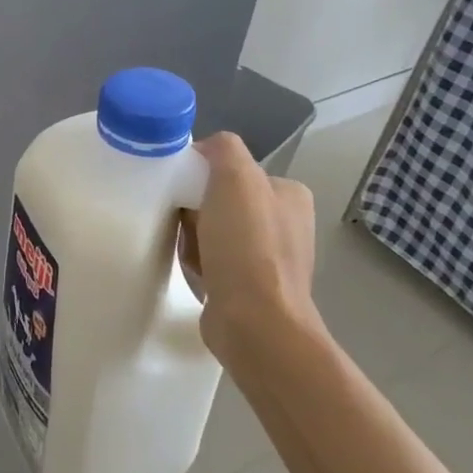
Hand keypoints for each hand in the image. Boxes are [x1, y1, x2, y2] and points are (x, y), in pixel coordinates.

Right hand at [178, 132, 319, 362]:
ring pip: (213, 232)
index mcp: (290, 194)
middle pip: (221, 200)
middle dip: (196, 210)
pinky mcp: (251, 289)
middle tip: (183, 223)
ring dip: (194, 238)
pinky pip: (213, 262)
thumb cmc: (247, 246)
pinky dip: (198, 264)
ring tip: (188, 252)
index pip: (235, 169)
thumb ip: (222, 149)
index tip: (182, 188)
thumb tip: (204, 150)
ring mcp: (270, 260)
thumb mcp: (235, 178)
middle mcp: (286, 224)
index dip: (203, 174)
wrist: (255, 323)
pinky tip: (195, 272)